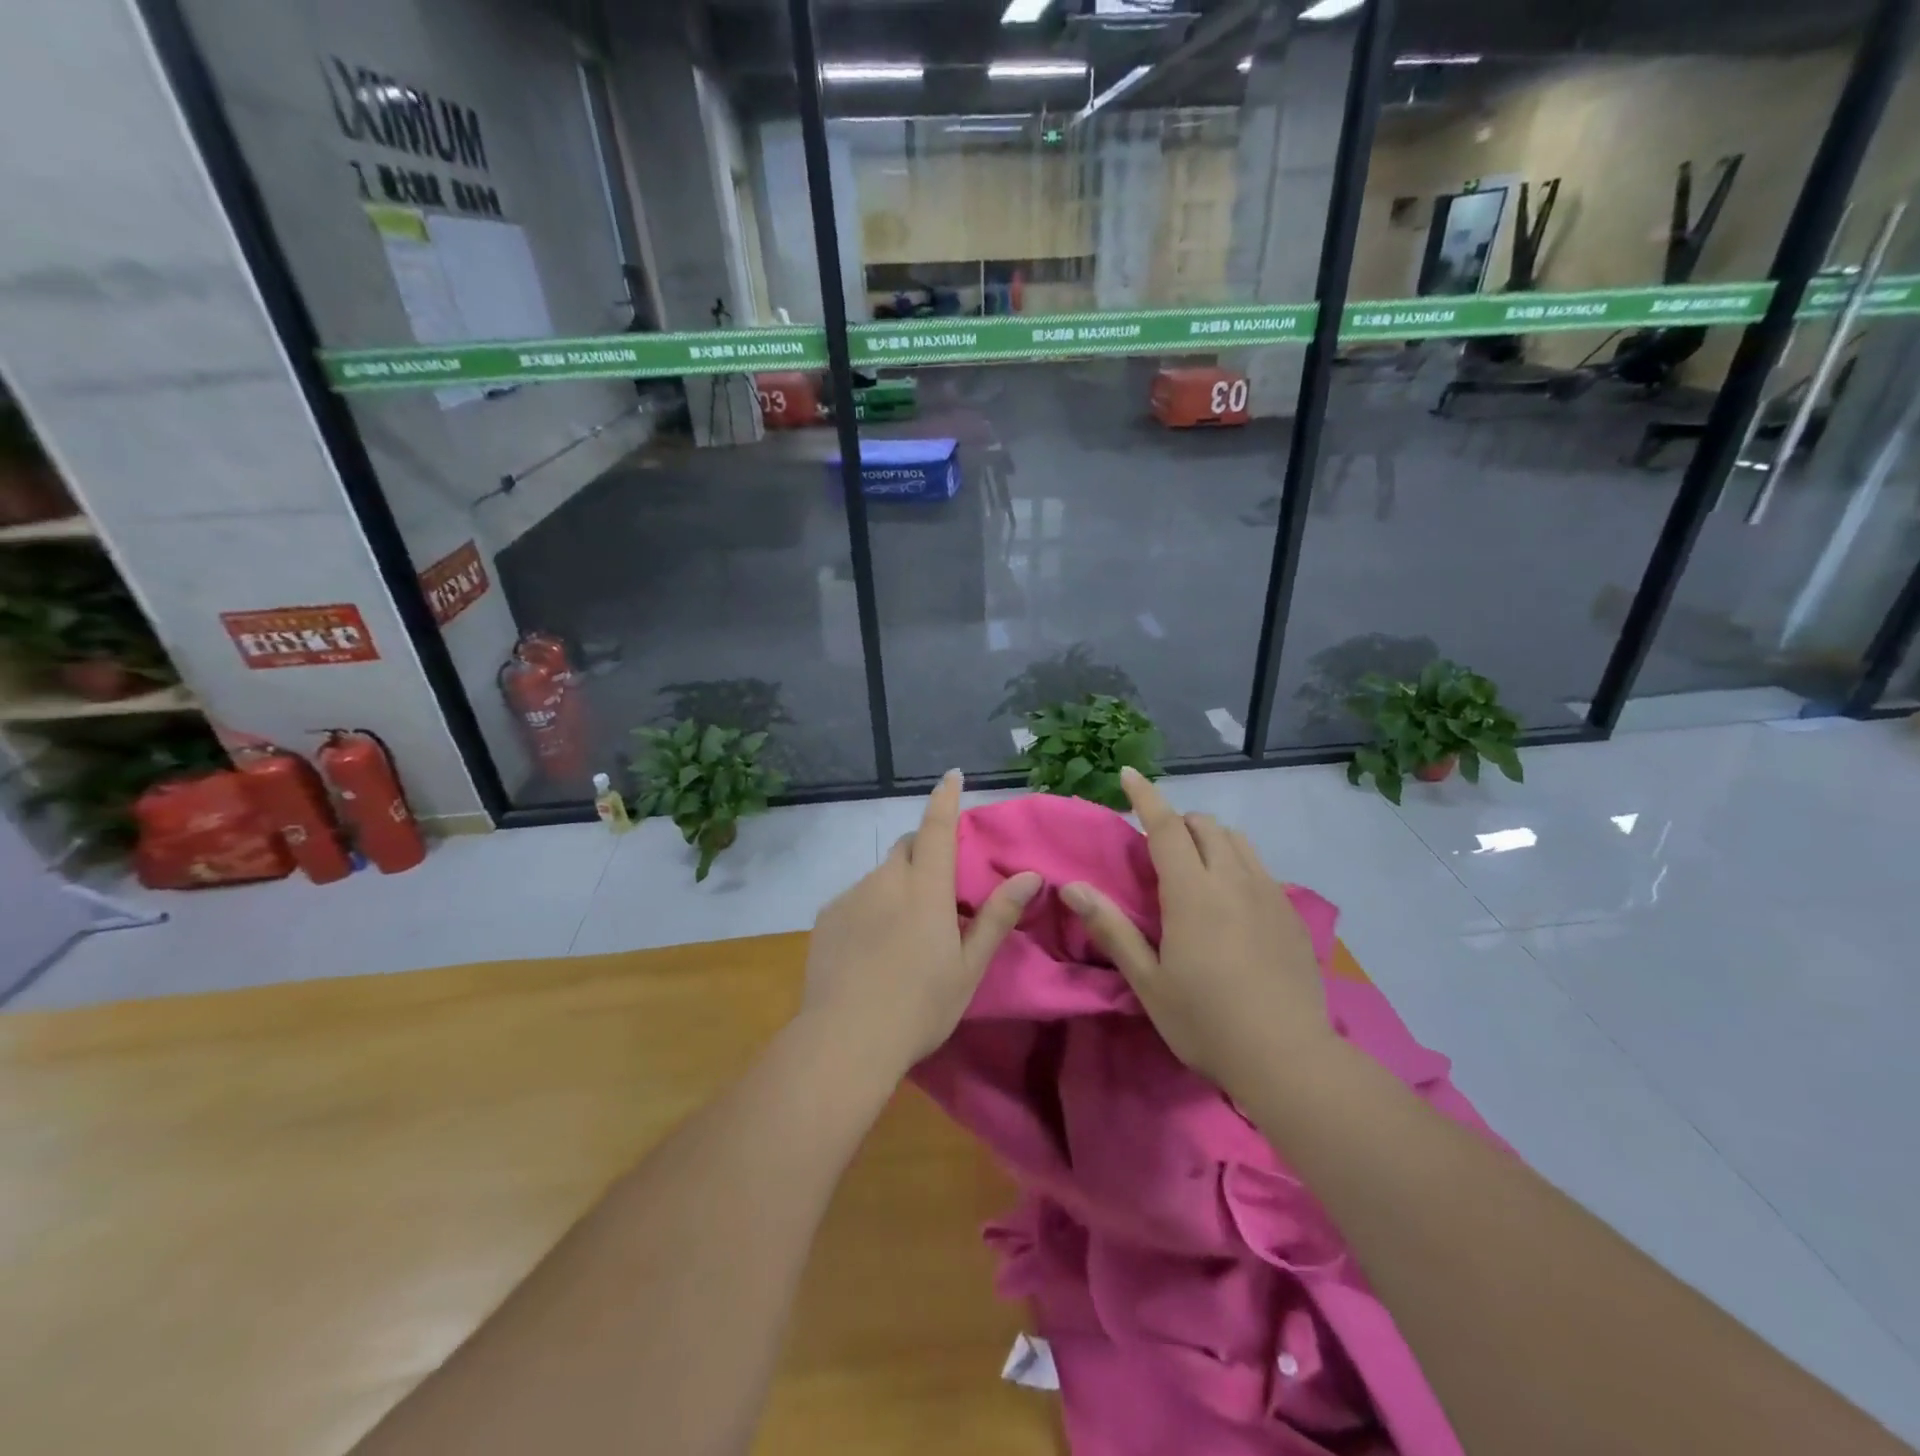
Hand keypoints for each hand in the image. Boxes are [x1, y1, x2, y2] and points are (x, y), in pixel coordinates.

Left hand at [801, 771, 1040, 1081]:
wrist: (845, 1040)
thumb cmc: (920, 1006)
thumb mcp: (969, 967)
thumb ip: (997, 917)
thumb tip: (1029, 875)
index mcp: (926, 889)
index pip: (938, 828)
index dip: (945, 798)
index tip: (952, 775)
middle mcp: (887, 880)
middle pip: (907, 847)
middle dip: (924, 852)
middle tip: (937, 890)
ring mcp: (851, 896)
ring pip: (881, 875)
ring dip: (897, 886)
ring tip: (902, 933)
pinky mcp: (827, 917)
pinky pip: (856, 897)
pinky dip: (871, 907)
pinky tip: (871, 948)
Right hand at [1060, 768, 1332, 1097]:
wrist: (1289, 1058)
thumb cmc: (1206, 1021)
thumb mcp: (1148, 981)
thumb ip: (1111, 929)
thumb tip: (1071, 887)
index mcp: (1192, 892)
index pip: (1166, 826)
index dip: (1145, 796)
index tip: (1129, 772)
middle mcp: (1233, 880)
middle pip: (1205, 825)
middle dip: (1178, 821)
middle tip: (1158, 848)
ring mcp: (1268, 894)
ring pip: (1237, 841)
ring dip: (1210, 838)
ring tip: (1195, 867)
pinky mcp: (1291, 914)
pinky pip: (1260, 866)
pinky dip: (1237, 862)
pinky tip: (1232, 898)